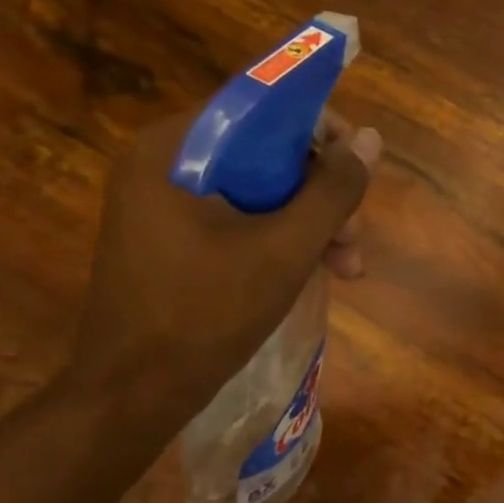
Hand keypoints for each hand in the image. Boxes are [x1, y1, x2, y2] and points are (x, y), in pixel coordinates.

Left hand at [66, 108, 380, 426]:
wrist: (132, 395)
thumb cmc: (206, 313)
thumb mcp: (286, 249)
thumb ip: (334, 189)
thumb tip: (371, 140)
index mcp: (173, 149)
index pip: (260, 106)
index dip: (321, 131)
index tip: (358, 168)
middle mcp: (163, 163)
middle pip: (265, 152)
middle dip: (321, 193)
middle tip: (354, 238)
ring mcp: (164, 202)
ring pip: (259, 190)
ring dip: (310, 222)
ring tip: (348, 268)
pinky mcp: (171, 236)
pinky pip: (240, 217)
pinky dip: (281, 239)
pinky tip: (317, 271)